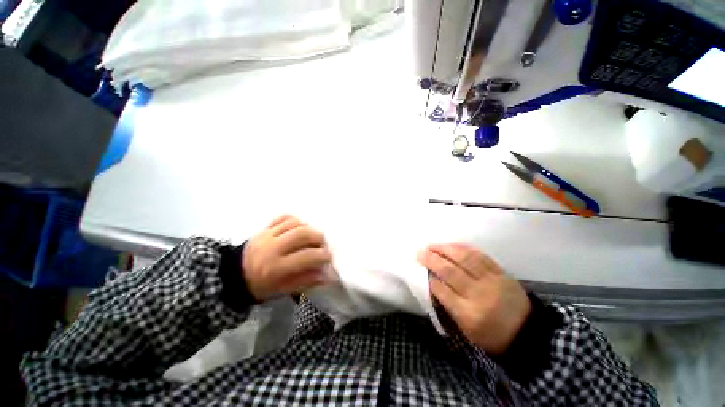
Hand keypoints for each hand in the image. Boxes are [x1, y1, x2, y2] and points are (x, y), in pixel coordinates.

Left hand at [243, 215, 331, 300]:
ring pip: (294, 223)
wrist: (233, 275)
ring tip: (311, 235)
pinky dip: (295, 220)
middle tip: (322, 243)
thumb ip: (305, 281)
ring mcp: (267, 235)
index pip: (306, 256)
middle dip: (318, 237)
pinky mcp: (264, 228)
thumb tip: (327, 275)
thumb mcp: (282, 290)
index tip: (329, 257)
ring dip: (308, 227)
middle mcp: (272, 247)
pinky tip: (299, 227)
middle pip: (302, 234)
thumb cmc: (261, 286)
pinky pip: (283, 217)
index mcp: (276, 267)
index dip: (322, 255)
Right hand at [417, 243, 530, 353]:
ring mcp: (491, 281)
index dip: (428, 277)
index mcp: (468, 313)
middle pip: (450, 271)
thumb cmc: (491, 335)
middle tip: (420, 252)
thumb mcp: (466, 329)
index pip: (441, 289)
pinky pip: (480, 256)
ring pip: (464, 258)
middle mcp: (479, 294)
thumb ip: (449, 305)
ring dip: (445, 249)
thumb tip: (433, 282)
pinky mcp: (501, 273)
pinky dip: (463, 248)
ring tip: (433, 245)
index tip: (420, 269)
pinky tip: (452, 245)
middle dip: (431, 259)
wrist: (528, 334)